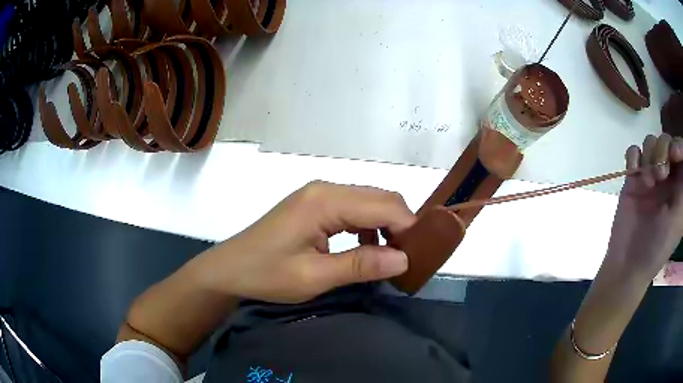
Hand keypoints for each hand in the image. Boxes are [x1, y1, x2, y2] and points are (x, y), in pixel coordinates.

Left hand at [196, 181, 415, 303]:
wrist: (230, 269)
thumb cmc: (267, 274)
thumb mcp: (315, 276)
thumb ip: (361, 265)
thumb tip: (404, 260)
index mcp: (325, 201)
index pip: (384, 205)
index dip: (409, 227)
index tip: (421, 255)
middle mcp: (326, 189)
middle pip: (379, 199)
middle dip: (400, 225)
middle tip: (410, 258)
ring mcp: (319, 195)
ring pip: (368, 203)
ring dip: (385, 227)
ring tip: (392, 257)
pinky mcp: (314, 206)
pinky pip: (353, 210)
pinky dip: (368, 228)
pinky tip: (366, 250)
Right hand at [606, 133, 682, 280]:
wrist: (628, 263)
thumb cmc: (658, 246)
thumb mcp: (677, 220)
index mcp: (679, 186)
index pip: (681, 152)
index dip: (678, 145)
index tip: (675, 154)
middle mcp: (667, 176)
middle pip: (666, 141)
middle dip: (663, 150)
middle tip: (660, 176)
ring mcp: (650, 175)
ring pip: (650, 142)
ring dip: (649, 157)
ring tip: (647, 183)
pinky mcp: (634, 177)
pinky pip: (633, 151)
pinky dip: (633, 158)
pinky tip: (633, 175)